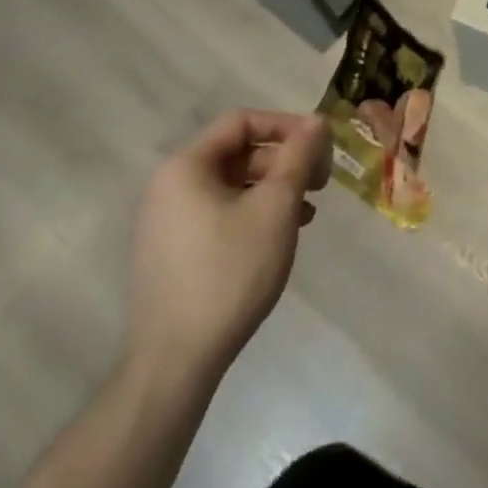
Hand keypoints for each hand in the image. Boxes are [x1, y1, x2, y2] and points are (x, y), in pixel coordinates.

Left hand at [125, 110, 330, 385]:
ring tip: (309, 211)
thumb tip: (316, 121)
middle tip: (321, 181)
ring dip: (275, 189)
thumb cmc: (229, 272)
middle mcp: (169, 187)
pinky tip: (281, 235)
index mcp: (186, 166)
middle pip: (238, 152)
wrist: (173, 367)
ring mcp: (167, 223)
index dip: (286, 125)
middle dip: (285, 161)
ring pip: (233, 185)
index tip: (320, 146)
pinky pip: (220, 214)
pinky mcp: (172, 254)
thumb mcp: (276, 206)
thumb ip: (299, 155)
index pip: (242, 121)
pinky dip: (254, 214)